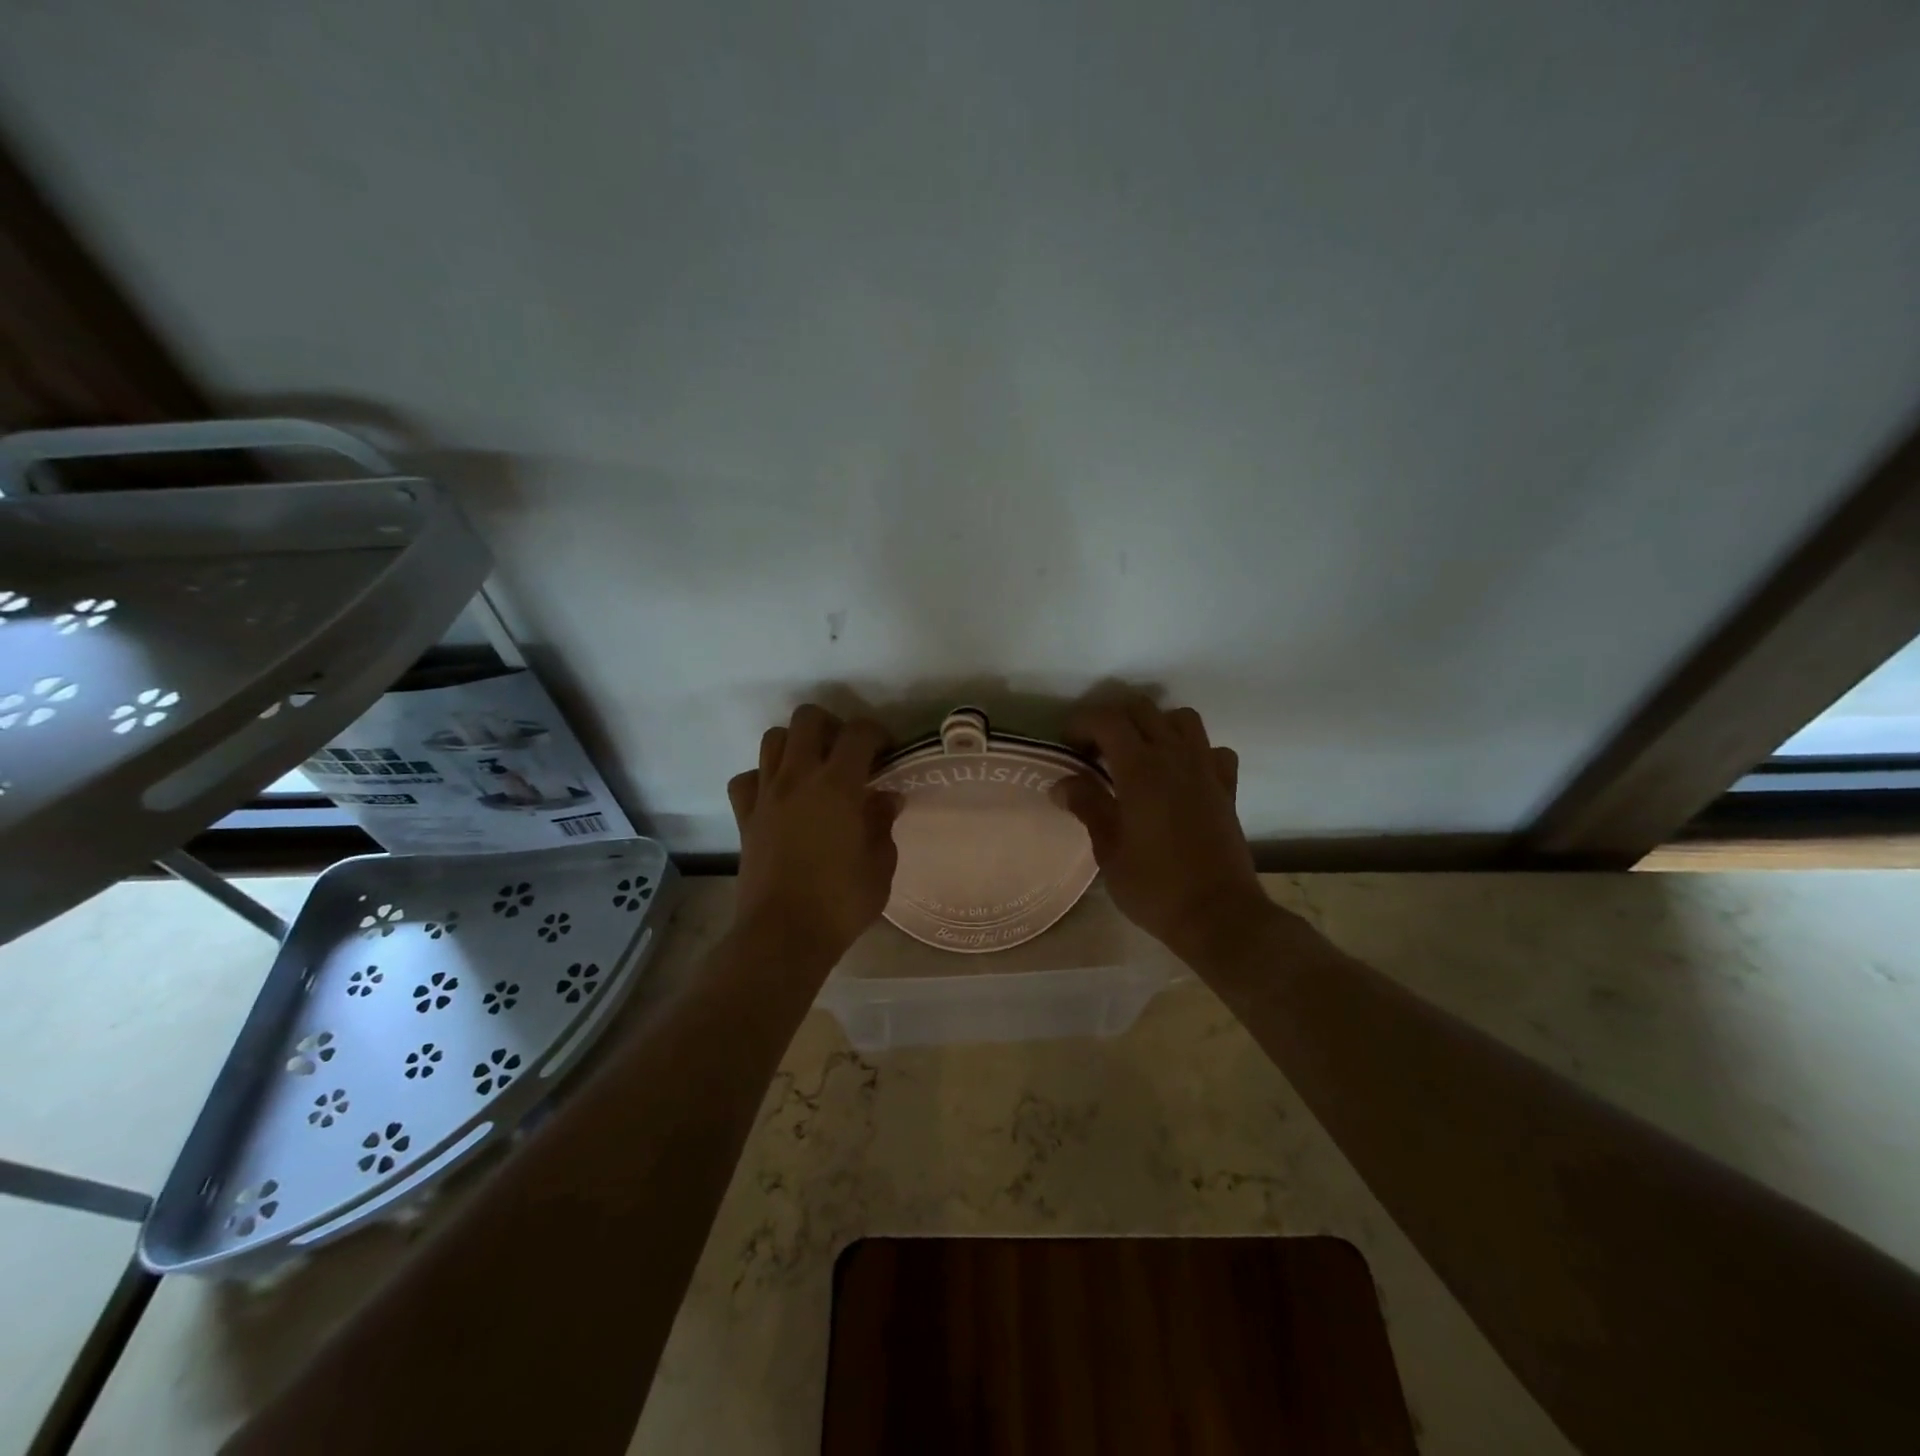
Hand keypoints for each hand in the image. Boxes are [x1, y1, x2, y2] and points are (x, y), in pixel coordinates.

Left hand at [727, 705, 901, 968]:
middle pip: (807, 719)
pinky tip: (779, 796)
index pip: (859, 733)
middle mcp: (798, 777)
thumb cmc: (841, 902)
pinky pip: (747, 779)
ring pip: (773, 739)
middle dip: (832, 725)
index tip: (887, 752)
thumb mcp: (880, 865)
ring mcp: (766, 795)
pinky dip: (762, 778)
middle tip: (847, 753)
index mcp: (838, 785)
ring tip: (813, 768)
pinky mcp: (745, 817)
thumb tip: (886, 799)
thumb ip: (883, 823)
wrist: (783, 935)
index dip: (877, 733)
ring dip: (796, 744)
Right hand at [1051, 697, 1272, 961]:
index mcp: (1141, 769)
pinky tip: (1180, 776)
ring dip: (1155, 726)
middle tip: (1095, 751)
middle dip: (1112, 720)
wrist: (1218, 915)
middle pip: (1142, 710)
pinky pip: (1213, 750)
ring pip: (1182, 719)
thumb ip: (1087, 806)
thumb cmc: (1154, 886)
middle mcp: (1175, 757)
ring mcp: (1206, 770)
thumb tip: (1063, 783)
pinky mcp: (1227, 788)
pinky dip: (1194, 752)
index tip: (1067, 746)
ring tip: (1138, 755)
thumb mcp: (1108, 850)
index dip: (1081, 724)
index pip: (1106, 720)